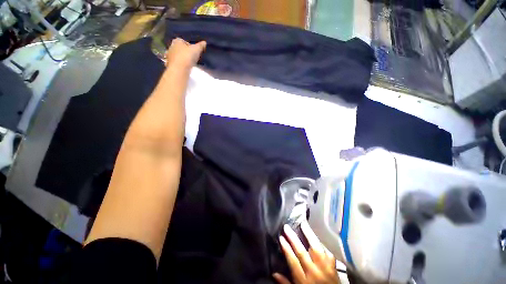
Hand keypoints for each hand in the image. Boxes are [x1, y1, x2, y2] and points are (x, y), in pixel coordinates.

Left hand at [165, 38, 205, 68]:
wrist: (179, 69)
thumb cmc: (187, 56)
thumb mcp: (196, 50)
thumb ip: (200, 46)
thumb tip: (204, 42)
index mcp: (177, 41)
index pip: (183, 41)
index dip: (189, 46)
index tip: (194, 51)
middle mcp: (171, 46)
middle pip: (179, 48)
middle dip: (184, 52)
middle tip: (191, 57)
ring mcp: (169, 56)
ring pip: (176, 55)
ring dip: (181, 58)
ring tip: (188, 63)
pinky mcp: (169, 64)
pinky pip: (175, 63)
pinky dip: (178, 64)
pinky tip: (183, 68)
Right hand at [274, 222, 339, 283]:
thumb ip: (286, 283)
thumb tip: (273, 273)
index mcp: (303, 281)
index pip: (293, 261)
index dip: (286, 248)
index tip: (281, 237)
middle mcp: (314, 273)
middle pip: (302, 253)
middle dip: (293, 238)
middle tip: (286, 227)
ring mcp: (325, 269)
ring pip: (316, 249)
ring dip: (309, 235)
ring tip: (303, 224)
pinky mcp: (334, 266)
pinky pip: (327, 252)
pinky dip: (321, 243)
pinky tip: (315, 236)